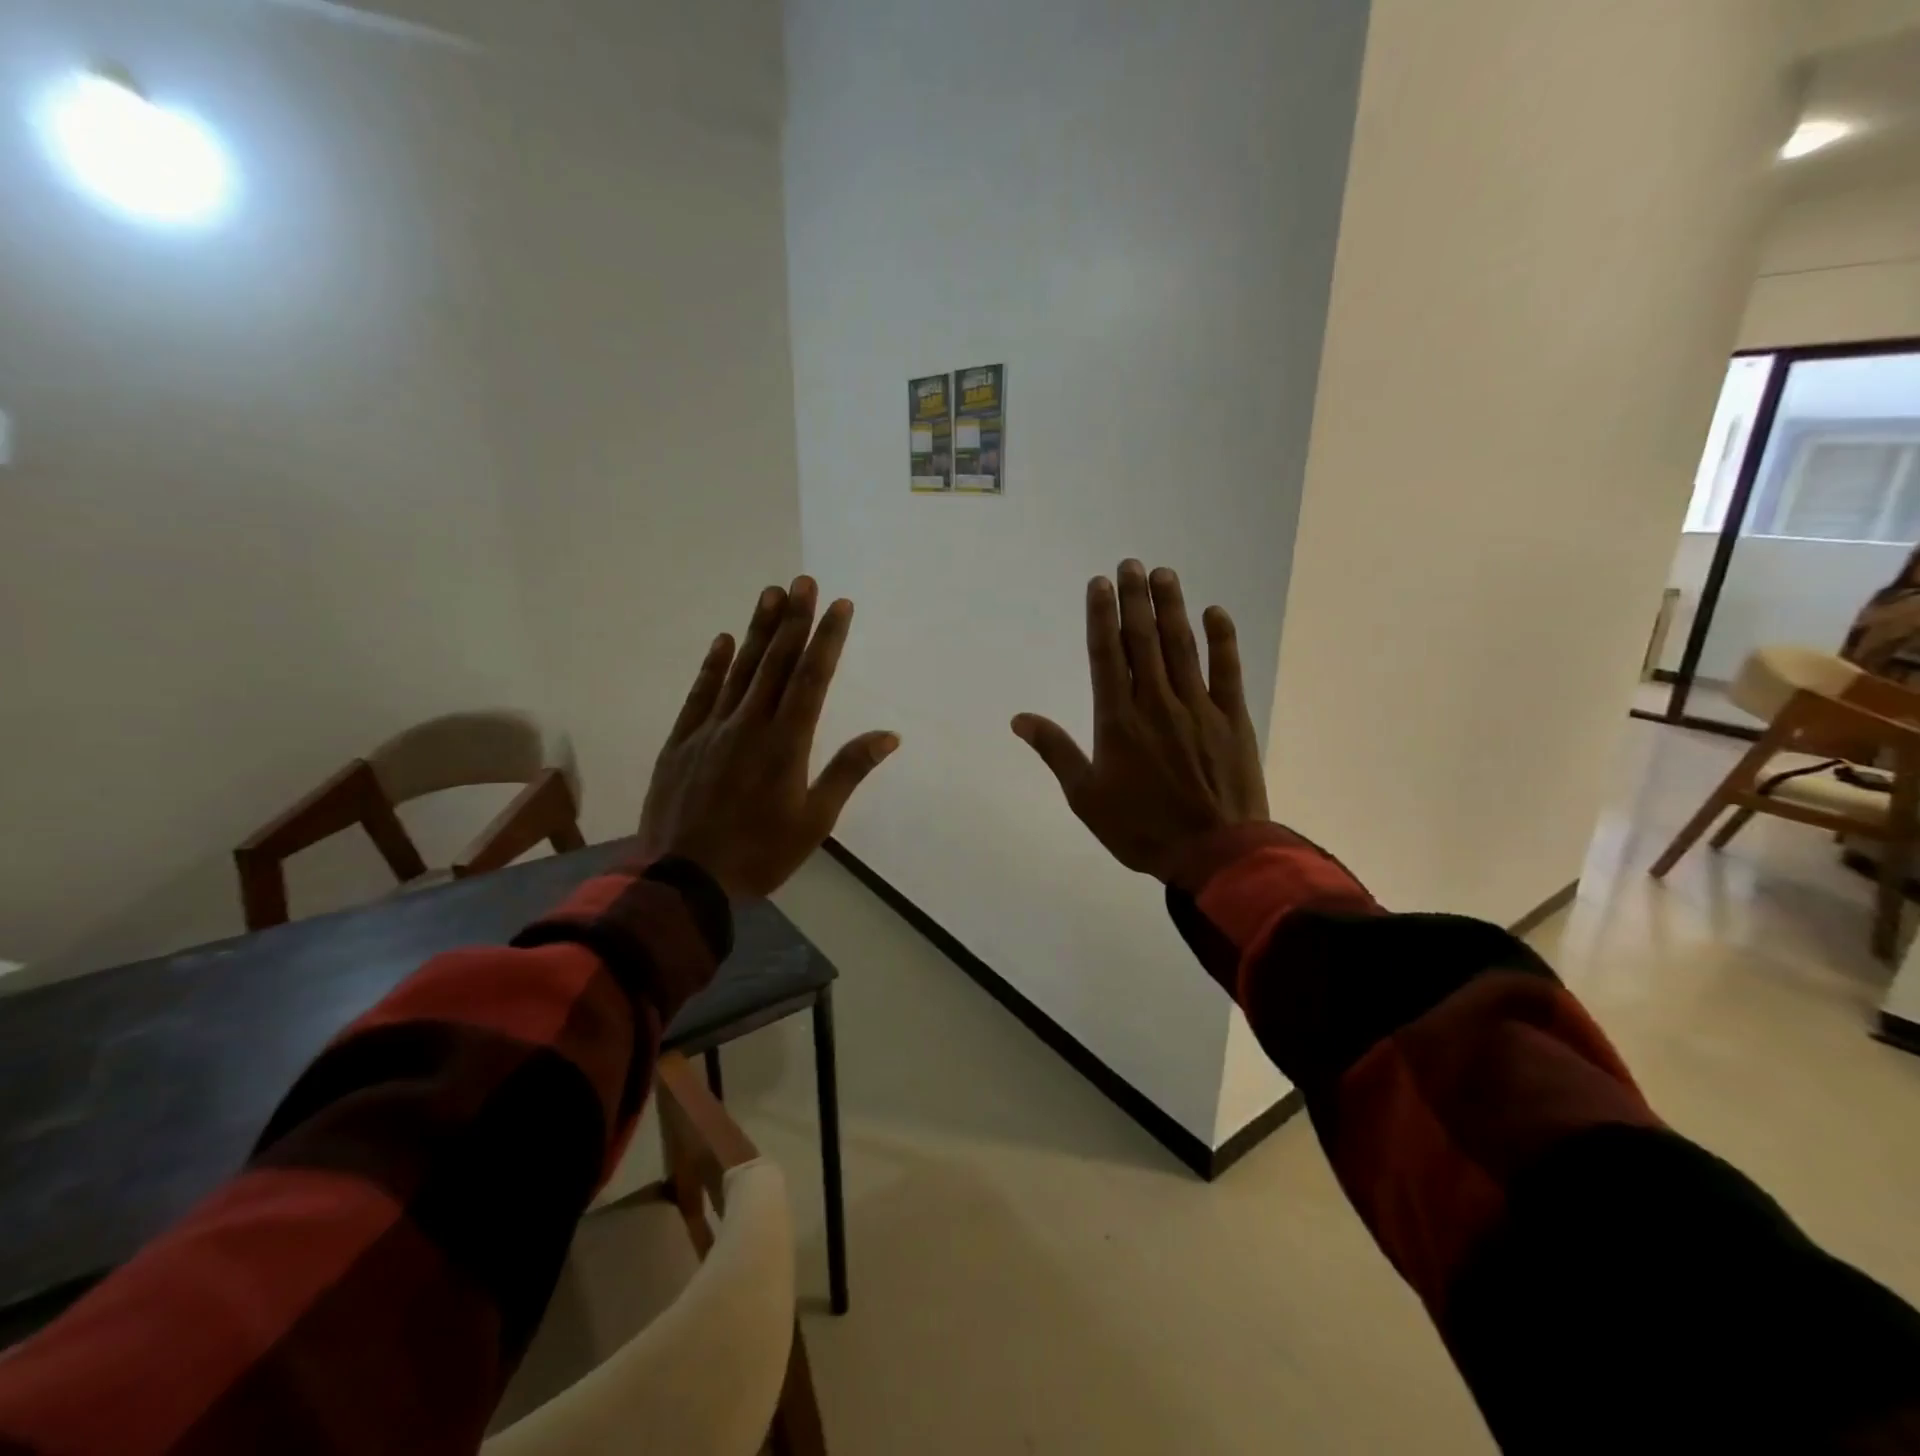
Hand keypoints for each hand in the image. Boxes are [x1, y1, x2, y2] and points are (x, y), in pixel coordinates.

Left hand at [640, 577, 898, 897]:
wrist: (683, 881)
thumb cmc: (760, 854)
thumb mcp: (815, 820)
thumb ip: (848, 771)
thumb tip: (888, 735)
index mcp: (786, 744)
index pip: (811, 678)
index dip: (827, 639)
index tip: (839, 605)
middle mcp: (749, 725)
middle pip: (775, 663)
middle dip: (794, 620)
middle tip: (804, 581)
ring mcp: (710, 730)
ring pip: (739, 670)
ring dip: (757, 630)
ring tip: (771, 594)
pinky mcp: (680, 742)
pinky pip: (700, 695)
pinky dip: (712, 666)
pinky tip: (722, 640)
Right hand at [1012, 560, 1266, 881]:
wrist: (1214, 852)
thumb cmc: (1141, 828)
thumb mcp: (1086, 797)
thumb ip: (1055, 751)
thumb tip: (1019, 719)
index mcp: (1118, 719)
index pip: (1106, 655)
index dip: (1101, 615)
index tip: (1099, 583)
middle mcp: (1156, 702)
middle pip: (1143, 639)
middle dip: (1135, 599)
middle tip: (1130, 564)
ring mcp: (1198, 707)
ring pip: (1182, 646)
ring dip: (1171, 607)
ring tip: (1163, 574)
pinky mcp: (1232, 718)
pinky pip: (1226, 670)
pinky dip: (1222, 639)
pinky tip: (1214, 612)